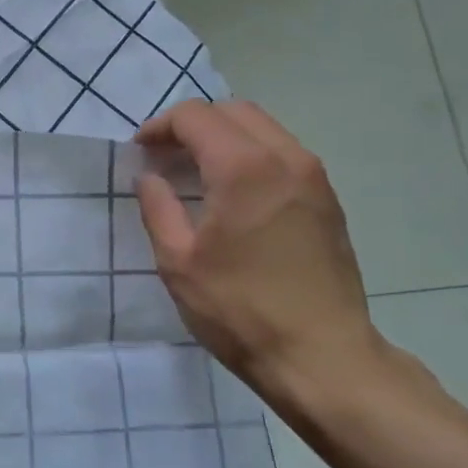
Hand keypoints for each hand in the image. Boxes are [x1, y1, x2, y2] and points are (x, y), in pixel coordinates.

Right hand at [134, 101, 394, 416]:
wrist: (322, 357)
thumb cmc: (240, 309)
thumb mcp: (178, 262)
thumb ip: (158, 208)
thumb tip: (149, 177)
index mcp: (243, 167)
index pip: (195, 116)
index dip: (159, 127)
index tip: (140, 152)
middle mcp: (285, 158)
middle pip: (232, 111)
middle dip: (192, 124)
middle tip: (165, 156)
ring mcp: (314, 177)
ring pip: (263, 127)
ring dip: (224, 136)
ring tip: (196, 171)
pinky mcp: (328, 200)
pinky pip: (284, 153)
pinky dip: (251, 154)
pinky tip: (234, 192)